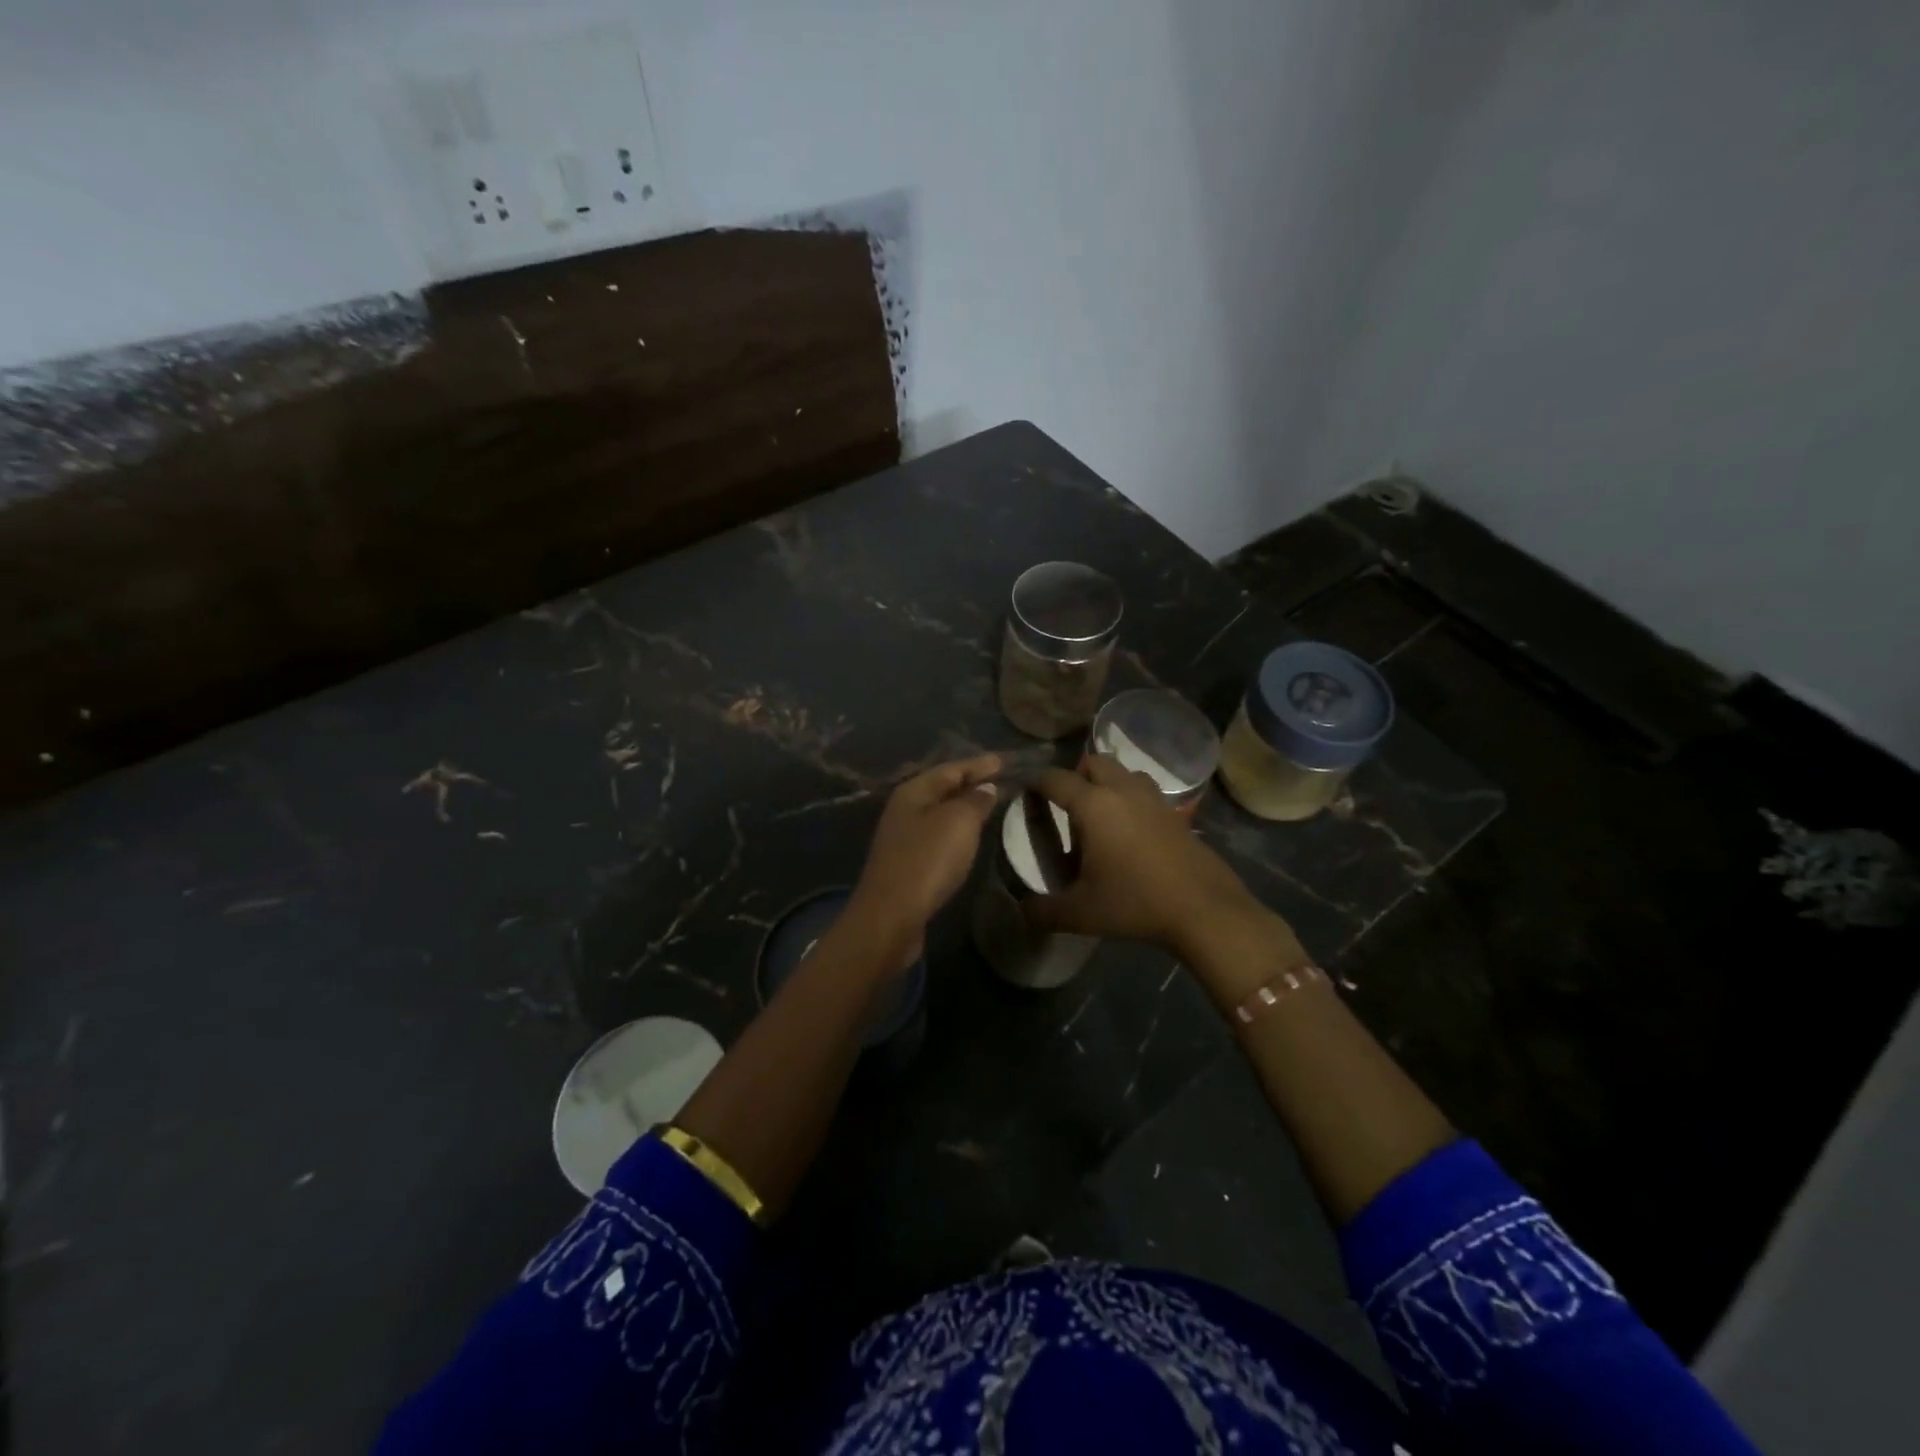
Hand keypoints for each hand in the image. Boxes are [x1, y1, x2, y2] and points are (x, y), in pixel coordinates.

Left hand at [845, 754, 1002, 958]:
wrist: (891, 917)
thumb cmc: (927, 861)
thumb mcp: (958, 822)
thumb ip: (975, 800)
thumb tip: (986, 787)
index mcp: (913, 791)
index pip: (951, 768)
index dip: (978, 764)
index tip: (1003, 760)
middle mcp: (904, 809)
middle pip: (942, 788)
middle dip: (971, 782)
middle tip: (1001, 779)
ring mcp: (903, 837)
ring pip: (940, 813)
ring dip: (964, 807)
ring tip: (991, 804)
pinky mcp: (908, 863)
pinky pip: (938, 836)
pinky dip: (957, 830)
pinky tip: (970, 837)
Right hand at [1025, 756, 1283, 963]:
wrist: (1204, 909)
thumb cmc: (1135, 903)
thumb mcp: (1080, 913)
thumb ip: (1044, 911)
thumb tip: (1023, 911)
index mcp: (1093, 805)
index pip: (1055, 779)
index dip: (1036, 782)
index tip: (1026, 793)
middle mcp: (1122, 791)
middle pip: (1093, 762)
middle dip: (1074, 775)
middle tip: (1065, 806)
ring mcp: (1154, 799)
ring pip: (1124, 772)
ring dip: (1107, 782)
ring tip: (1099, 815)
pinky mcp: (1175, 813)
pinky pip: (1145, 791)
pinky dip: (1131, 799)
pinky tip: (1129, 832)